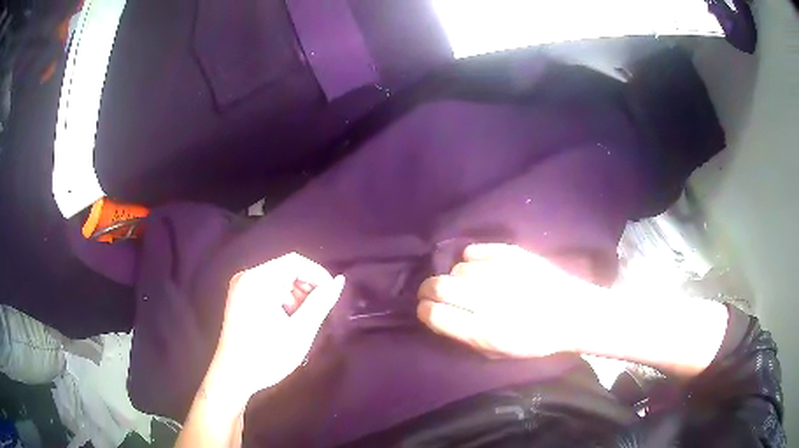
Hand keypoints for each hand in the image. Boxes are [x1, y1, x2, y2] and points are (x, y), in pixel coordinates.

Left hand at [213, 253, 344, 399]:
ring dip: (295, 295)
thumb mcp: (300, 330)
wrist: (234, 376)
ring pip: (277, 279)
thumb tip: (339, 281)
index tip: (332, 296)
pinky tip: (286, 321)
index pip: (295, 262)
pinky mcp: (239, 297)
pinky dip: (282, 300)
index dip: (318, 275)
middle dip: (306, 287)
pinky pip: (267, 289)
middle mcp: (246, 277)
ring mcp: (240, 287)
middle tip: (317, 312)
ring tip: (301, 321)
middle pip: (285, 269)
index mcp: (258, 280)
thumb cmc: (267, 355)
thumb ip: (321, 302)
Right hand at [417, 244, 595, 358]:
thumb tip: (438, 318)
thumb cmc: (535, 340)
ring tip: (466, 283)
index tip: (425, 309)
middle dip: (427, 289)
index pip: (435, 315)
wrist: (572, 313)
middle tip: (430, 292)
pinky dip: (470, 259)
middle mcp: (487, 300)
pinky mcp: (512, 254)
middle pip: (438, 286)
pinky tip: (477, 267)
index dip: (424, 311)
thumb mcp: (498, 352)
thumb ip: (465, 338)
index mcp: (483, 331)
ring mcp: (500, 274)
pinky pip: (475, 251)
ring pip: (457, 268)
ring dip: (455, 277)